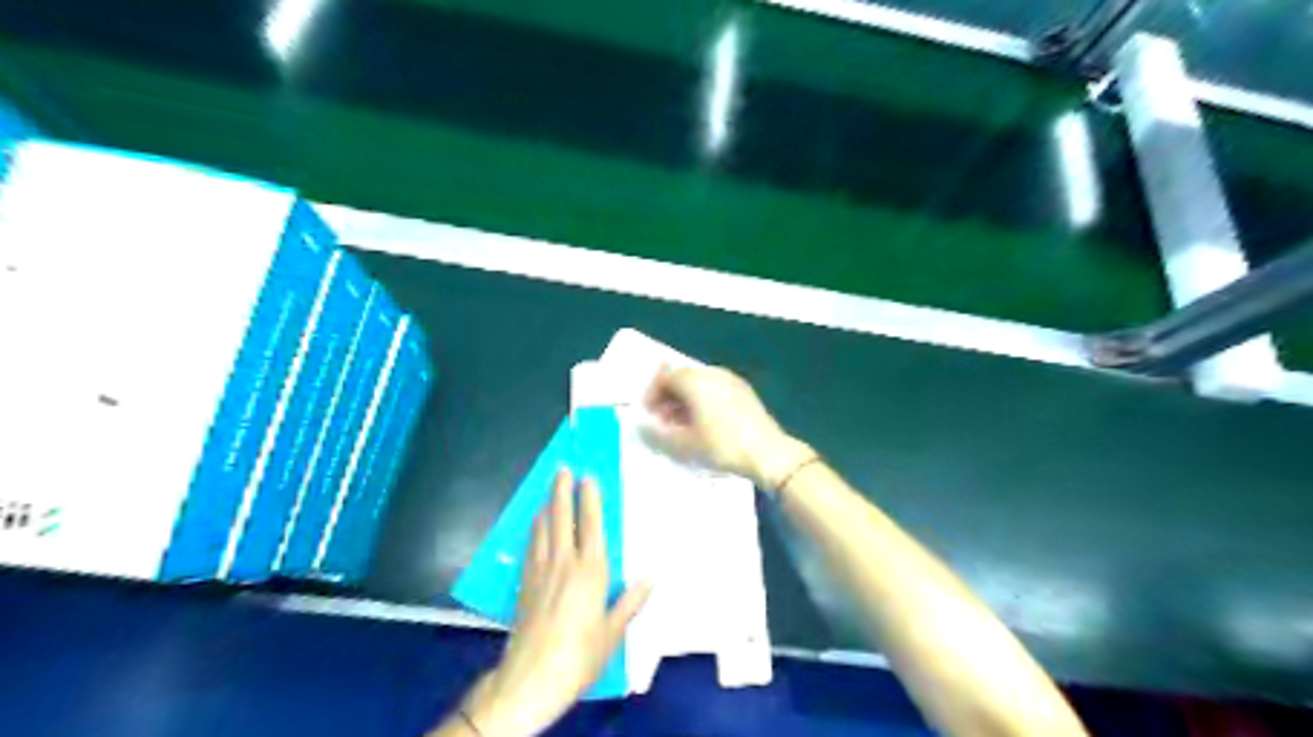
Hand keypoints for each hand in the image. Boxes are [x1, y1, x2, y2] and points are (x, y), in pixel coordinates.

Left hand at [458, 473, 650, 736]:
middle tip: (562, 468)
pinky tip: (535, 525)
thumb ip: (630, 602)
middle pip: (561, 516)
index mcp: (591, 570)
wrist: (531, 678)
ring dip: (546, 505)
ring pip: (542, 527)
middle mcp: (564, 561)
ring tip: (549, 490)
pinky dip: (534, 528)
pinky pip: (530, 545)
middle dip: (561, 490)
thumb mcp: (613, 633)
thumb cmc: (580, 655)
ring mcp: (540, 570)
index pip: (591, 524)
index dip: (590, 498)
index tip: (588, 477)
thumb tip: (650, 578)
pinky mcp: (524, 583)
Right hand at [646, 365, 816, 491]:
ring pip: (700, 385)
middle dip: (668, 399)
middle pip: (683, 379)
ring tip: (683, 428)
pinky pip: (715, 391)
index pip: (665, 378)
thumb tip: (641, 427)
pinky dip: (703, 403)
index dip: (652, 396)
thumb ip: (656, 435)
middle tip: (663, 424)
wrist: (768, 453)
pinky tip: (706, 426)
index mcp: (695, 380)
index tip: (649, 417)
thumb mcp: (683, 445)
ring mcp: (731, 381)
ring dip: (686, 402)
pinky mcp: (745, 393)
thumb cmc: (721, 446)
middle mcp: (712, 373)